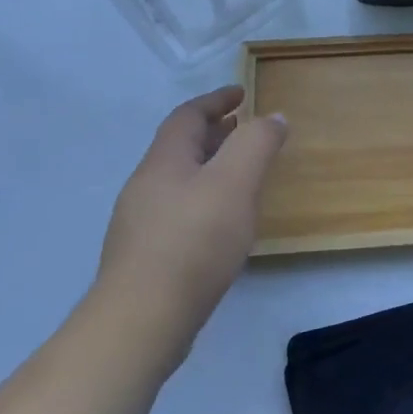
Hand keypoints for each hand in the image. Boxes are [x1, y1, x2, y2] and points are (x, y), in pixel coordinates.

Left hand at [93, 85, 287, 365]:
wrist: (141, 321)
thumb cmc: (193, 242)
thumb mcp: (235, 183)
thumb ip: (256, 144)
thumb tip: (271, 116)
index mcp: (164, 161)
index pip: (188, 116)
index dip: (215, 100)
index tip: (241, 93)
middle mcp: (146, 186)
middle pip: (180, 147)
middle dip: (213, 132)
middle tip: (244, 129)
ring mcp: (140, 223)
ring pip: (179, 180)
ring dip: (209, 167)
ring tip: (240, 174)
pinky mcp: (145, 256)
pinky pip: (178, 210)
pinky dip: (203, 199)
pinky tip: (221, 223)